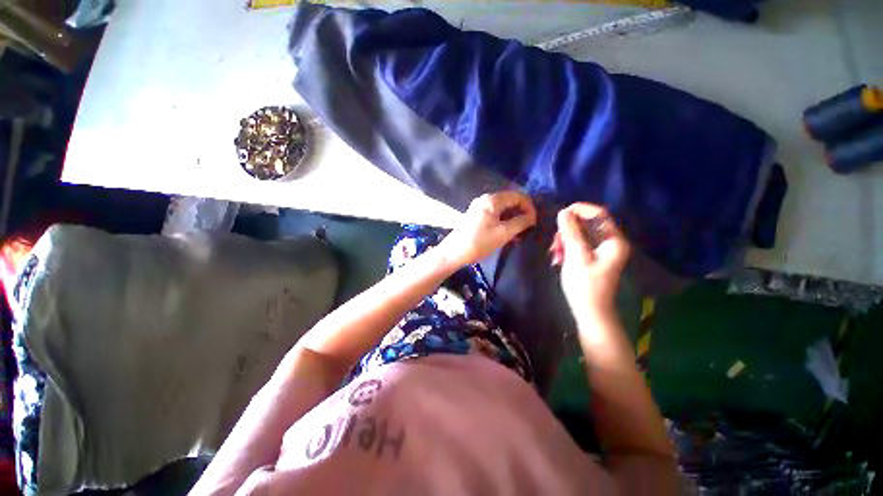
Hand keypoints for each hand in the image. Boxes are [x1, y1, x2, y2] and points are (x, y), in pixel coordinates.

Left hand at [438, 191, 536, 266]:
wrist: (454, 253)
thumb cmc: (479, 243)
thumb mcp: (503, 233)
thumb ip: (520, 222)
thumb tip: (532, 217)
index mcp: (492, 200)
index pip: (517, 196)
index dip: (529, 207)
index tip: (534, 222)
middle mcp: (485, 199)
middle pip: (510, 201)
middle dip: (521, 213)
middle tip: (528, 228)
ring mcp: (479, 207)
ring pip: (503, 209)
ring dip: (513, 219)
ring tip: (520, 233)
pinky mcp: (476, 216)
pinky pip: (495, 214)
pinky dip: (504, 221)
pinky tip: (508, 233)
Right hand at [551, 203, 629, 317]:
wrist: (589, 311)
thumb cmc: (585, 285)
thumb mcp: (576, 256)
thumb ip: (571, 232)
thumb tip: (563, 212)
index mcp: (613, 241)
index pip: (598, 214)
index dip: (579, 210)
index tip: (560, 215)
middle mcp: (610, 242)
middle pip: (586, 224)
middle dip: (567, 230)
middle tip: (555, 242)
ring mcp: (600, 250)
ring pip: (579, 234)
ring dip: (564, 240)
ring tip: (555, 254)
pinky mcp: (591, 257)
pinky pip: (577, 244)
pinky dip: (566, 248)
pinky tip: (558, 258)